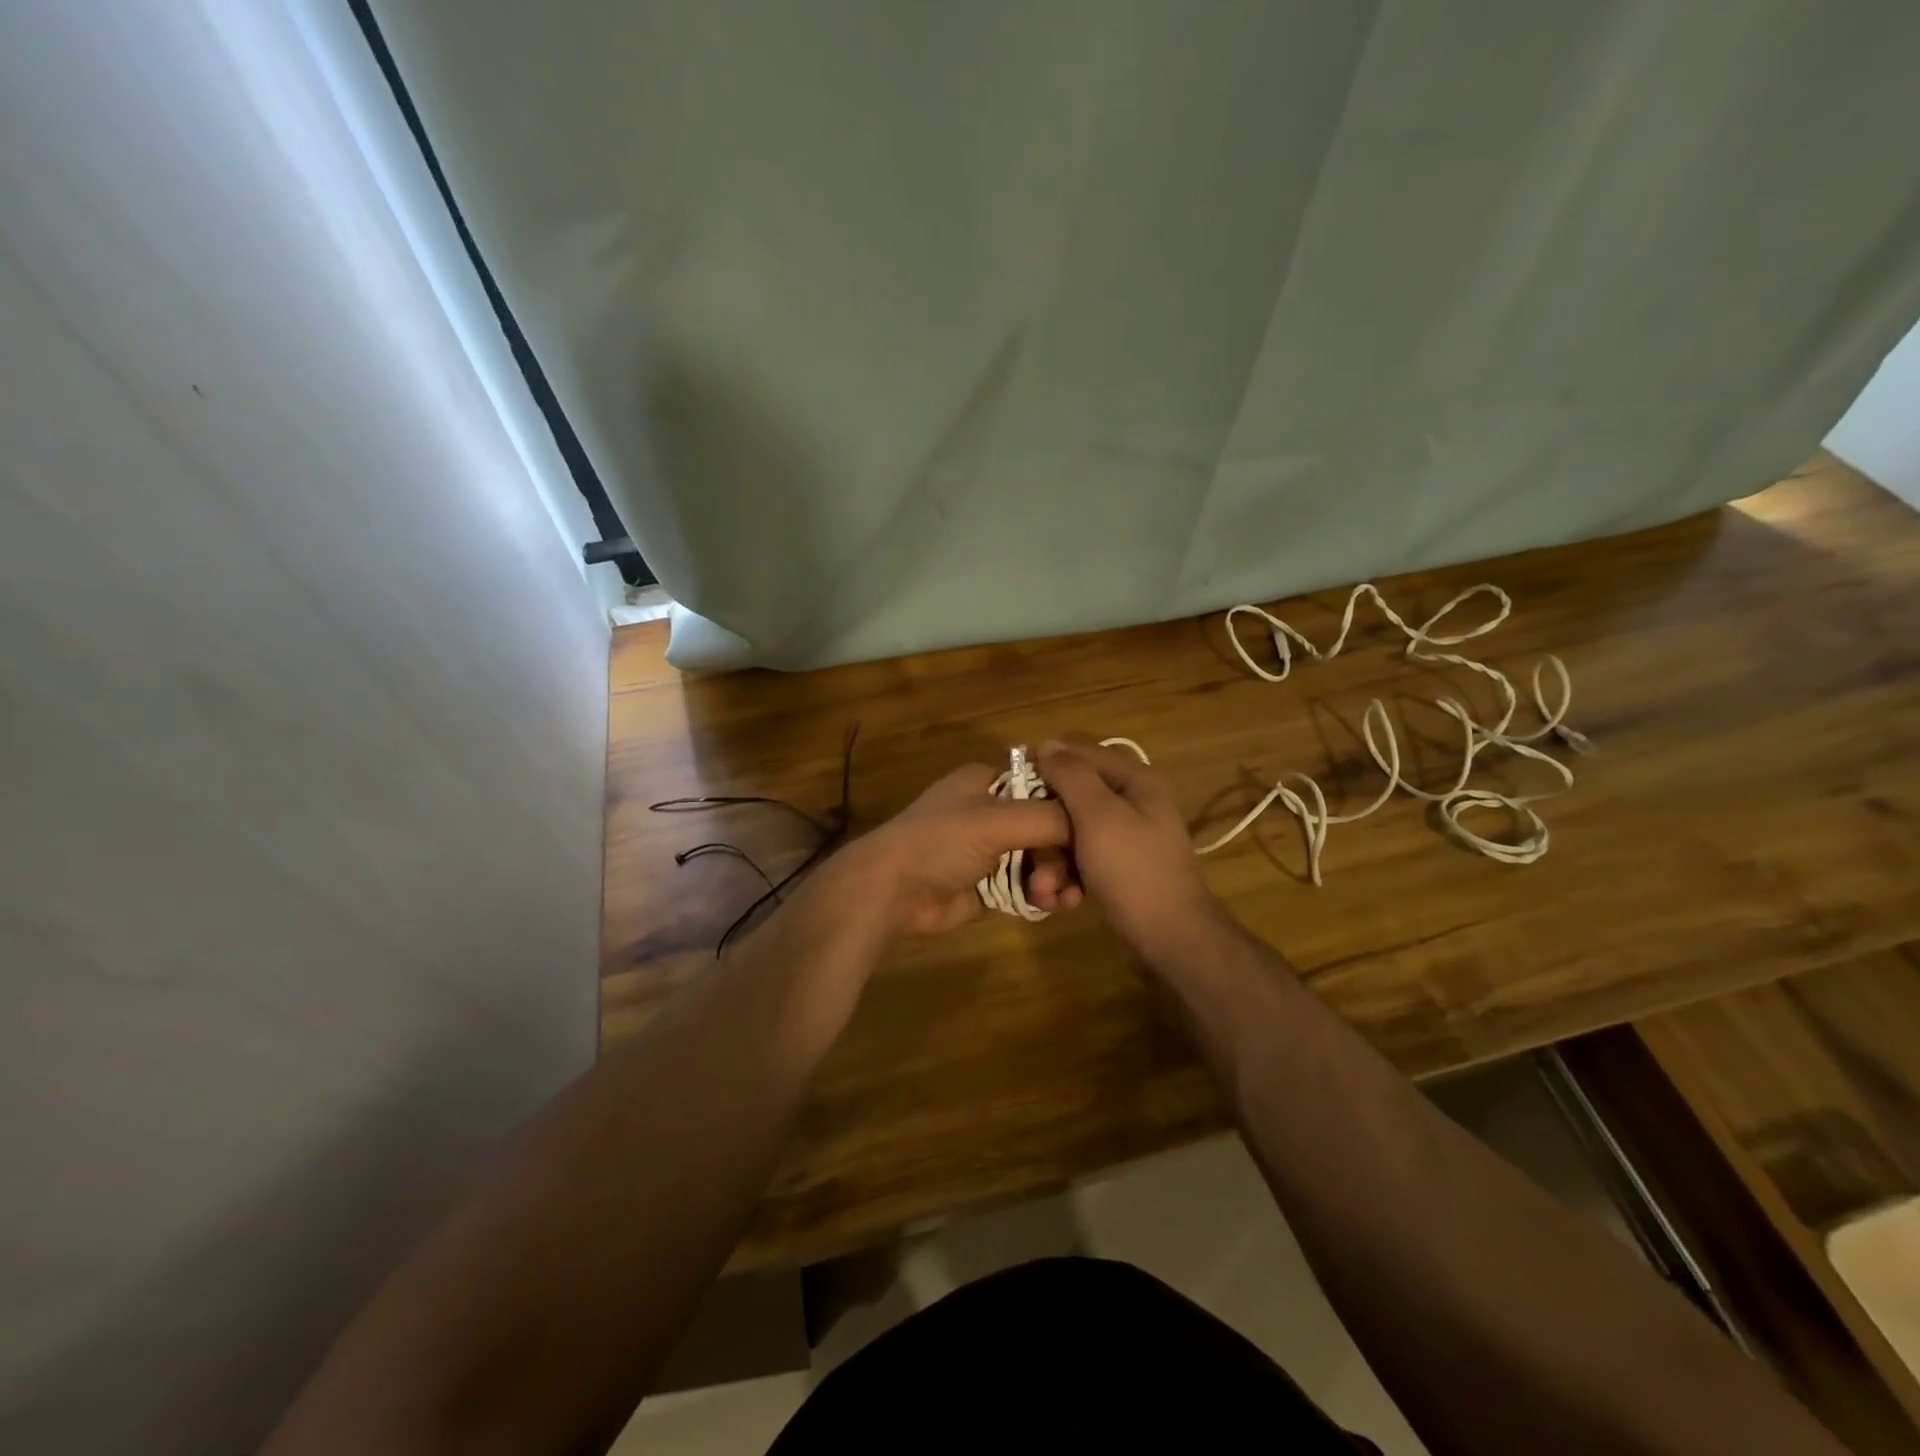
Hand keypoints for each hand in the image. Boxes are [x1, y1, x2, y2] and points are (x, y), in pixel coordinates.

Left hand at [848, 764, 1074, 936]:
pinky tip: (1051, 906)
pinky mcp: (990, 885)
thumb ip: (1049, 818)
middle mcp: (993, 811)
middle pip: (1049, 825)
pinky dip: (1043, 894)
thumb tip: (1090, 824)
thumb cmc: (940, 842)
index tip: (1097, 825)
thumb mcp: (996, 820)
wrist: (891, 892)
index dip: (1072, 802)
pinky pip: (1029, 885)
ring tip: (1054, 898)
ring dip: (1056, 877)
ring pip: (1043, 858)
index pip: (1045, 782)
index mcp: (989, 781)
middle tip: (1065, 878)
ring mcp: (992, 850)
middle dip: (1062, 853)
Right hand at [1035, 740, 1222, 956]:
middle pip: (1073, 799)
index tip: (1014, 789)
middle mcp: (1133, 804)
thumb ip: (1072, 776)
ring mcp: (1126, 839)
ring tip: (1045, 889)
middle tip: (1029, 853)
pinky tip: (1061, 899)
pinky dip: (1069, 877)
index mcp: (1136, 782)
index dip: (1047, 768)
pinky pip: (1082, 860)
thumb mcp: (1098, 816)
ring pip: (1072, 834)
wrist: (1169, 938)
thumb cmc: (1133, 869)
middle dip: (1047, 830)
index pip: (1082, 756)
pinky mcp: (1118, 869)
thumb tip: (1047, 745)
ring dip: (1053, 861)